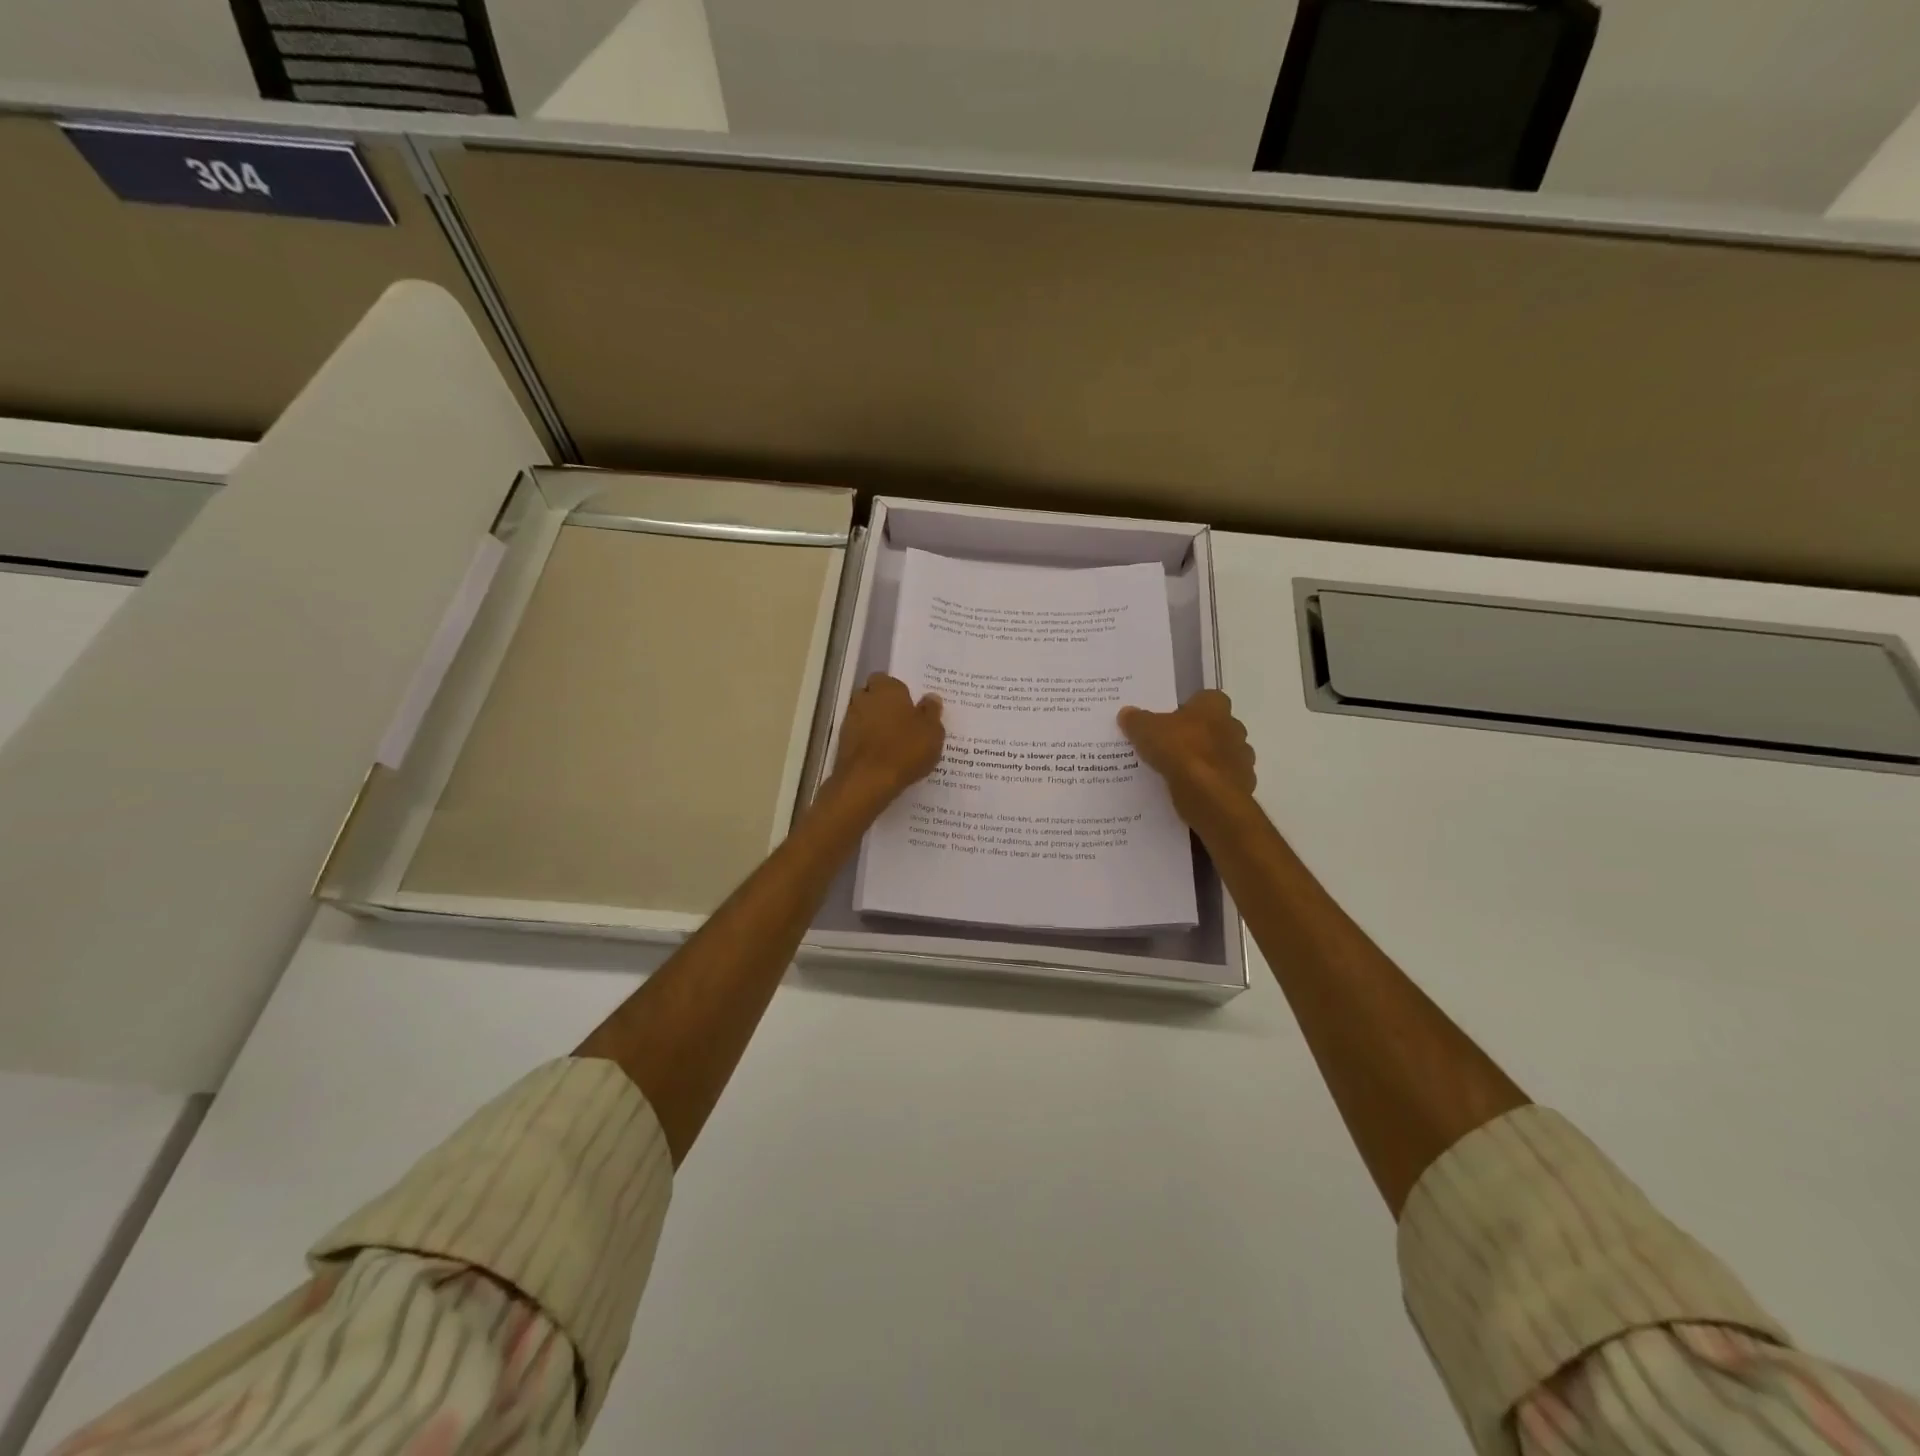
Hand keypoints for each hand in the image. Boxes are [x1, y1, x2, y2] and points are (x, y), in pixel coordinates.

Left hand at [829, 674, 945, 808]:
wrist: (868, 780)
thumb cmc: (905, 749)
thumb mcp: (932, 732)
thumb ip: (931, 712)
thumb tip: (931, 697)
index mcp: (887, 689)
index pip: (887, 679)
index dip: (897, 691)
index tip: (909, 705)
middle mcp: (864, 699)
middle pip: (871, 695)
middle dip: (882, 705)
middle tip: (901, 721)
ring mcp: (849, 720)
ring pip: (862, 715)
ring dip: (873, 723)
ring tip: (891, 741)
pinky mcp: (841, 742)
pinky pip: (857, 735)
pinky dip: (866, 741)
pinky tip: (880, 755)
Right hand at [1118, 689, 1256, 828]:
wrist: (1207, 793)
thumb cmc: (1179, 750)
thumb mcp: (1146, 730)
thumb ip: (1137, 720)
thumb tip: (1126, 713)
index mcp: (1214, 706)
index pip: (1206, 698)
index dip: (1190, 708)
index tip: (1172, 720)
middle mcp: (1234, 727)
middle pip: (1216, 727)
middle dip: (1198, 735)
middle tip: (1172, 746)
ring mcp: (1242, 758)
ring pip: (1222, 755)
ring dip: (1206, 760)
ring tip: (1180, 772)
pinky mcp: (1242, 784)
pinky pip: (1223, 780)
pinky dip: (1210, 784)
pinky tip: (1191, 790)